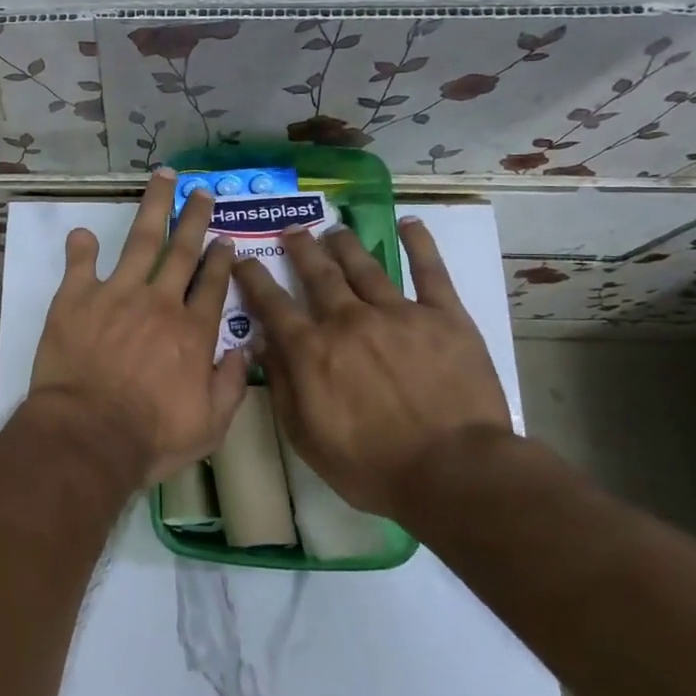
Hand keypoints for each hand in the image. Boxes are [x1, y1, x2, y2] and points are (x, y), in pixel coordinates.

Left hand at [27, 170, 248, 486]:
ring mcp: (117, 295)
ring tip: (163, 179)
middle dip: (194, 219)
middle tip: (201, 193)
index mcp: (193, 331)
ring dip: (153, 208)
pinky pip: (81, 265)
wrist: (89, 434)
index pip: (213, 285)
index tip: (225, 239)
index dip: (221, 260)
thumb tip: (247, 349)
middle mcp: (160, 303)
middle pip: (182, 251)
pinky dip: (82, 248)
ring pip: (140, 242)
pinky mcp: (76, 300)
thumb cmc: (151, 436)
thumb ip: (231, 384)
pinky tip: (83, 233)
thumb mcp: (210, 425)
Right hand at [232, 217, 510, 517]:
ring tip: (334, 229)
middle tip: (292, 231)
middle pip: (318, 274)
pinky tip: (409, 224)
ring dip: (345, 244)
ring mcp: (398, 313)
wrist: (452, 471)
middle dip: (301, 249)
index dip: (254, 278)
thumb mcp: (305, 436)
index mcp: (312, 349)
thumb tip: (262, 342)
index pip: (272, 304)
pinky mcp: (444, 317)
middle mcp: (348, 320)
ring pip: (365, 266)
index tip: (242, 259)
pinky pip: (430, 272)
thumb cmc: (371, 465)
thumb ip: (282, 385)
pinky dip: (419, 245)